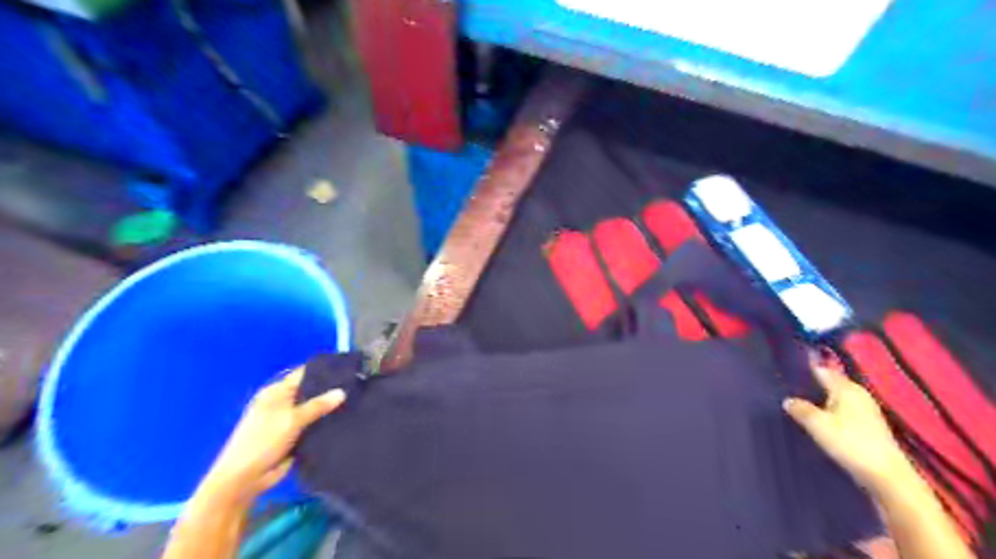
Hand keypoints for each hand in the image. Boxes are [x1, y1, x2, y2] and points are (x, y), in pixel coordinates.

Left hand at [198, 367, 344, 501]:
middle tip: (357, 386)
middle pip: (311, 392)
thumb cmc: (262, 442)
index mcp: (277, 393)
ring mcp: (290, 420)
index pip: (304, 375)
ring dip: (330, 409)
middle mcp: (284, 403)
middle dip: (331, 391)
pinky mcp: (296, 436)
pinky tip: (347, 420)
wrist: (245, 479)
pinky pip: (315, 426)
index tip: (348, 369)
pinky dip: (327, 424)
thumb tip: (342, 392)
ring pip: (315, 410)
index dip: (324, 371)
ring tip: (358, 401)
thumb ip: (317, 406)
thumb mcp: (291, 420)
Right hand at [782, 368, 913, 488]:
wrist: (886, 477)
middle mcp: (858, 394)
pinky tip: (817, 423)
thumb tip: (787, 400)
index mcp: (846, 387)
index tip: (782, 374)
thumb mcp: (817, 424)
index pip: (820, 370)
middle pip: (829, 384)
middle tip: (785, 392)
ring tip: (797, 408)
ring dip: (819, 403)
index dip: (802, 370)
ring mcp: (866, 411)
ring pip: (835, 400)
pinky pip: (842, 413)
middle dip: (809, 387)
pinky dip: (829, 414)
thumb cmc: (850, 443)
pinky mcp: (869, 427)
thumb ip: (800, 408)